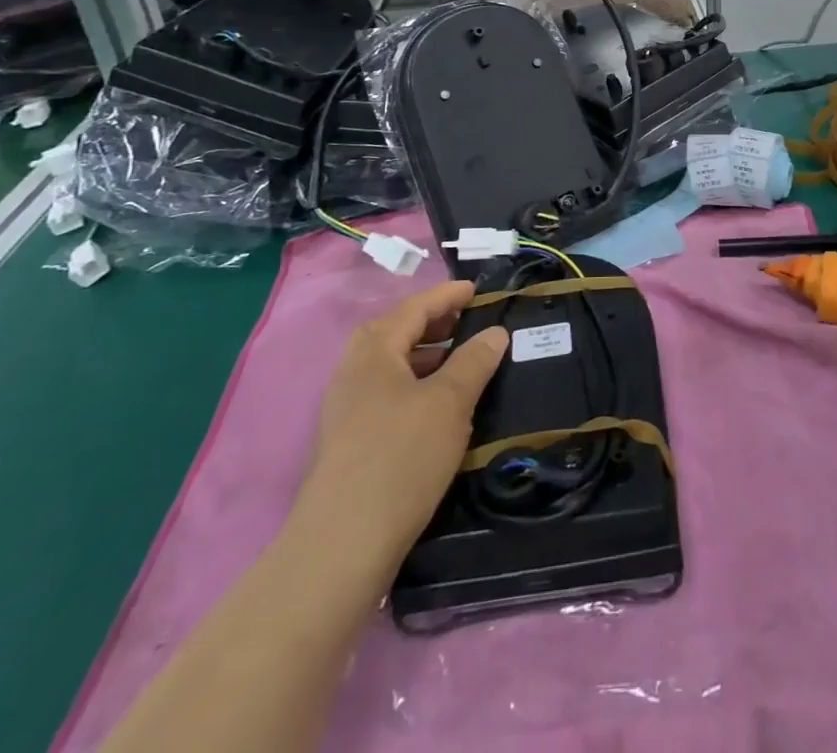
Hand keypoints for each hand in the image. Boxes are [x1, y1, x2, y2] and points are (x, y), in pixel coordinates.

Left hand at [297, 281, 508, 584]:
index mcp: (373, 351)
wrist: (341, 547)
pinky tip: (437, 408)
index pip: (414, 307)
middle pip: (396, 333)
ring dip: (425, 356)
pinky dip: (415, 385)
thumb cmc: (401, 457)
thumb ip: (474, 361)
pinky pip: (387, 394)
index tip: (477, 290)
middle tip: (469, 323)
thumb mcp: (450, 403)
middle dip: (433, 324)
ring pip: (391, 366)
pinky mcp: (348, 442)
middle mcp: (353, 372)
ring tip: (460, 363)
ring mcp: (346, 409)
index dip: (448, 296)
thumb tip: (494, 332)